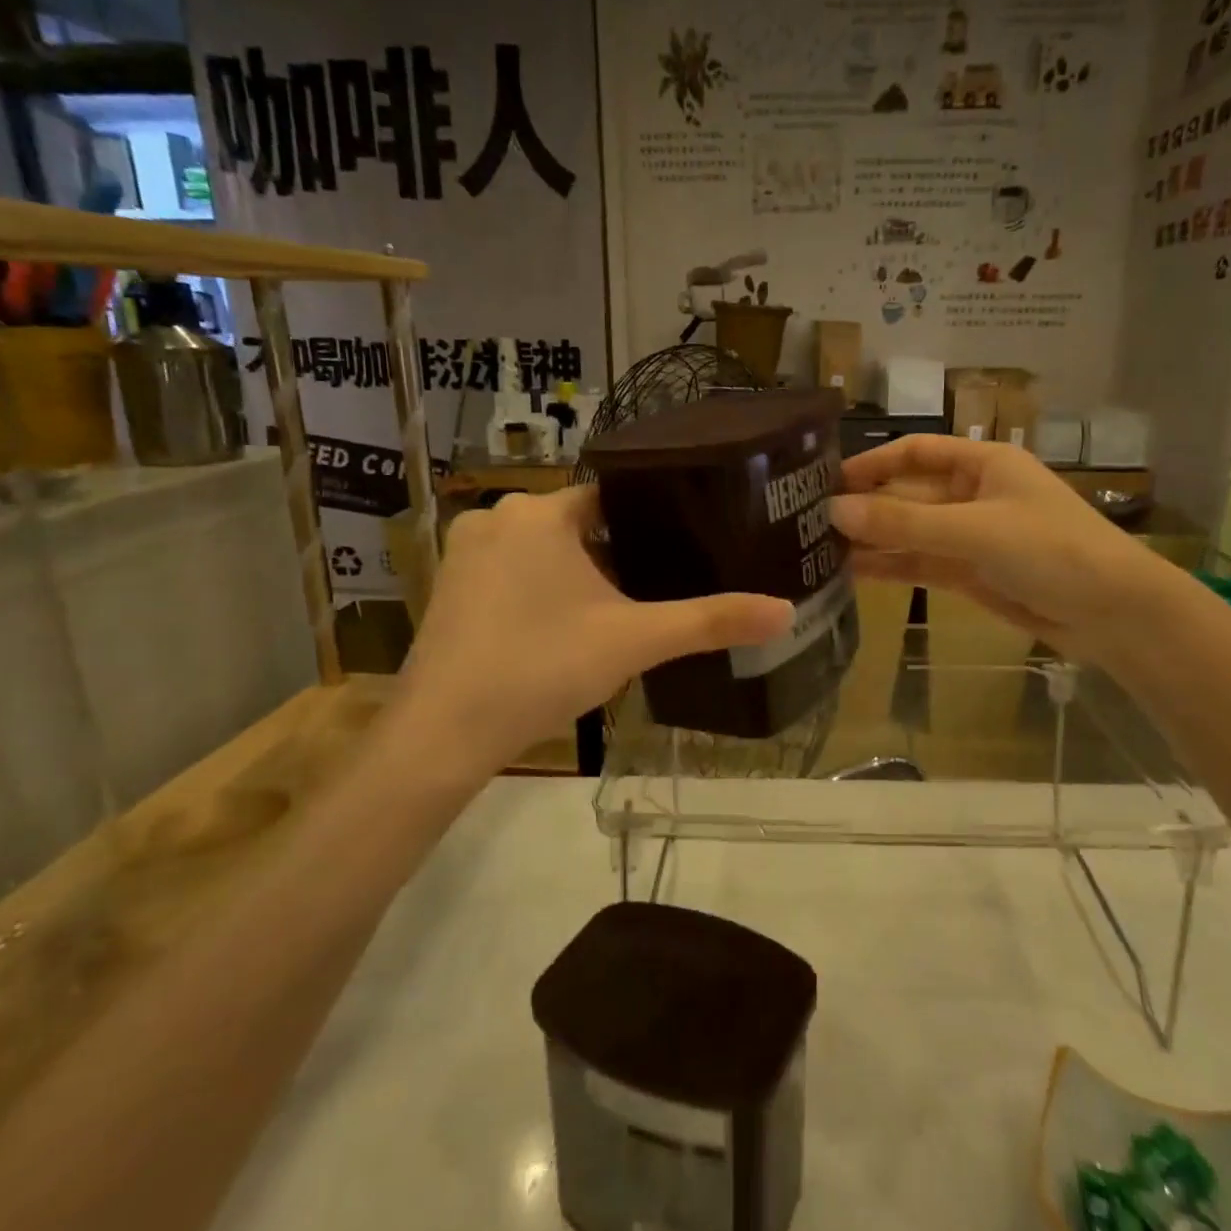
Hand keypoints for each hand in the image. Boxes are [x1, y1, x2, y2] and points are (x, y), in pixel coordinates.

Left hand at [377, 487, 792, 785]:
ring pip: (545, 551)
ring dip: (580, 576)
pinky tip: (565, 632)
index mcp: (541, 512)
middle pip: (579, 524)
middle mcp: (496, 518)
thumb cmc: (542, 667)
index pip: (613, 496)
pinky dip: (543, 592)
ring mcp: (465, 553)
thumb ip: (711, 622)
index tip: (687, 545)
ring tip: (621, 613)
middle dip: (617, 555)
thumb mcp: (636, 641)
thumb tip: (786, 612)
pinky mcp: (450, 589)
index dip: (654, 521)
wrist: (443, 734)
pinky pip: (513, 574)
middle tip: (661, 589)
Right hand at [830, 436, 1173, 660]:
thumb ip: (904, 521)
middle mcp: (972, 494)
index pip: (915, 453)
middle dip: (865, 506)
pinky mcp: (969, 574)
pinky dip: (890, 567)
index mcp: (983, 464)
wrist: (1112, 614)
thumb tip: (835, 510)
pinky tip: (851, 572)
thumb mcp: (975, 529)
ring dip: (872, 539)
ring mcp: (970, 536)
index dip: (872, 463)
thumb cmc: (1052, 550)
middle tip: (809, 522)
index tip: (827, 481)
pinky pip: (920, 563)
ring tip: (818, 549)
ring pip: (910, 532)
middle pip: (907, 494)